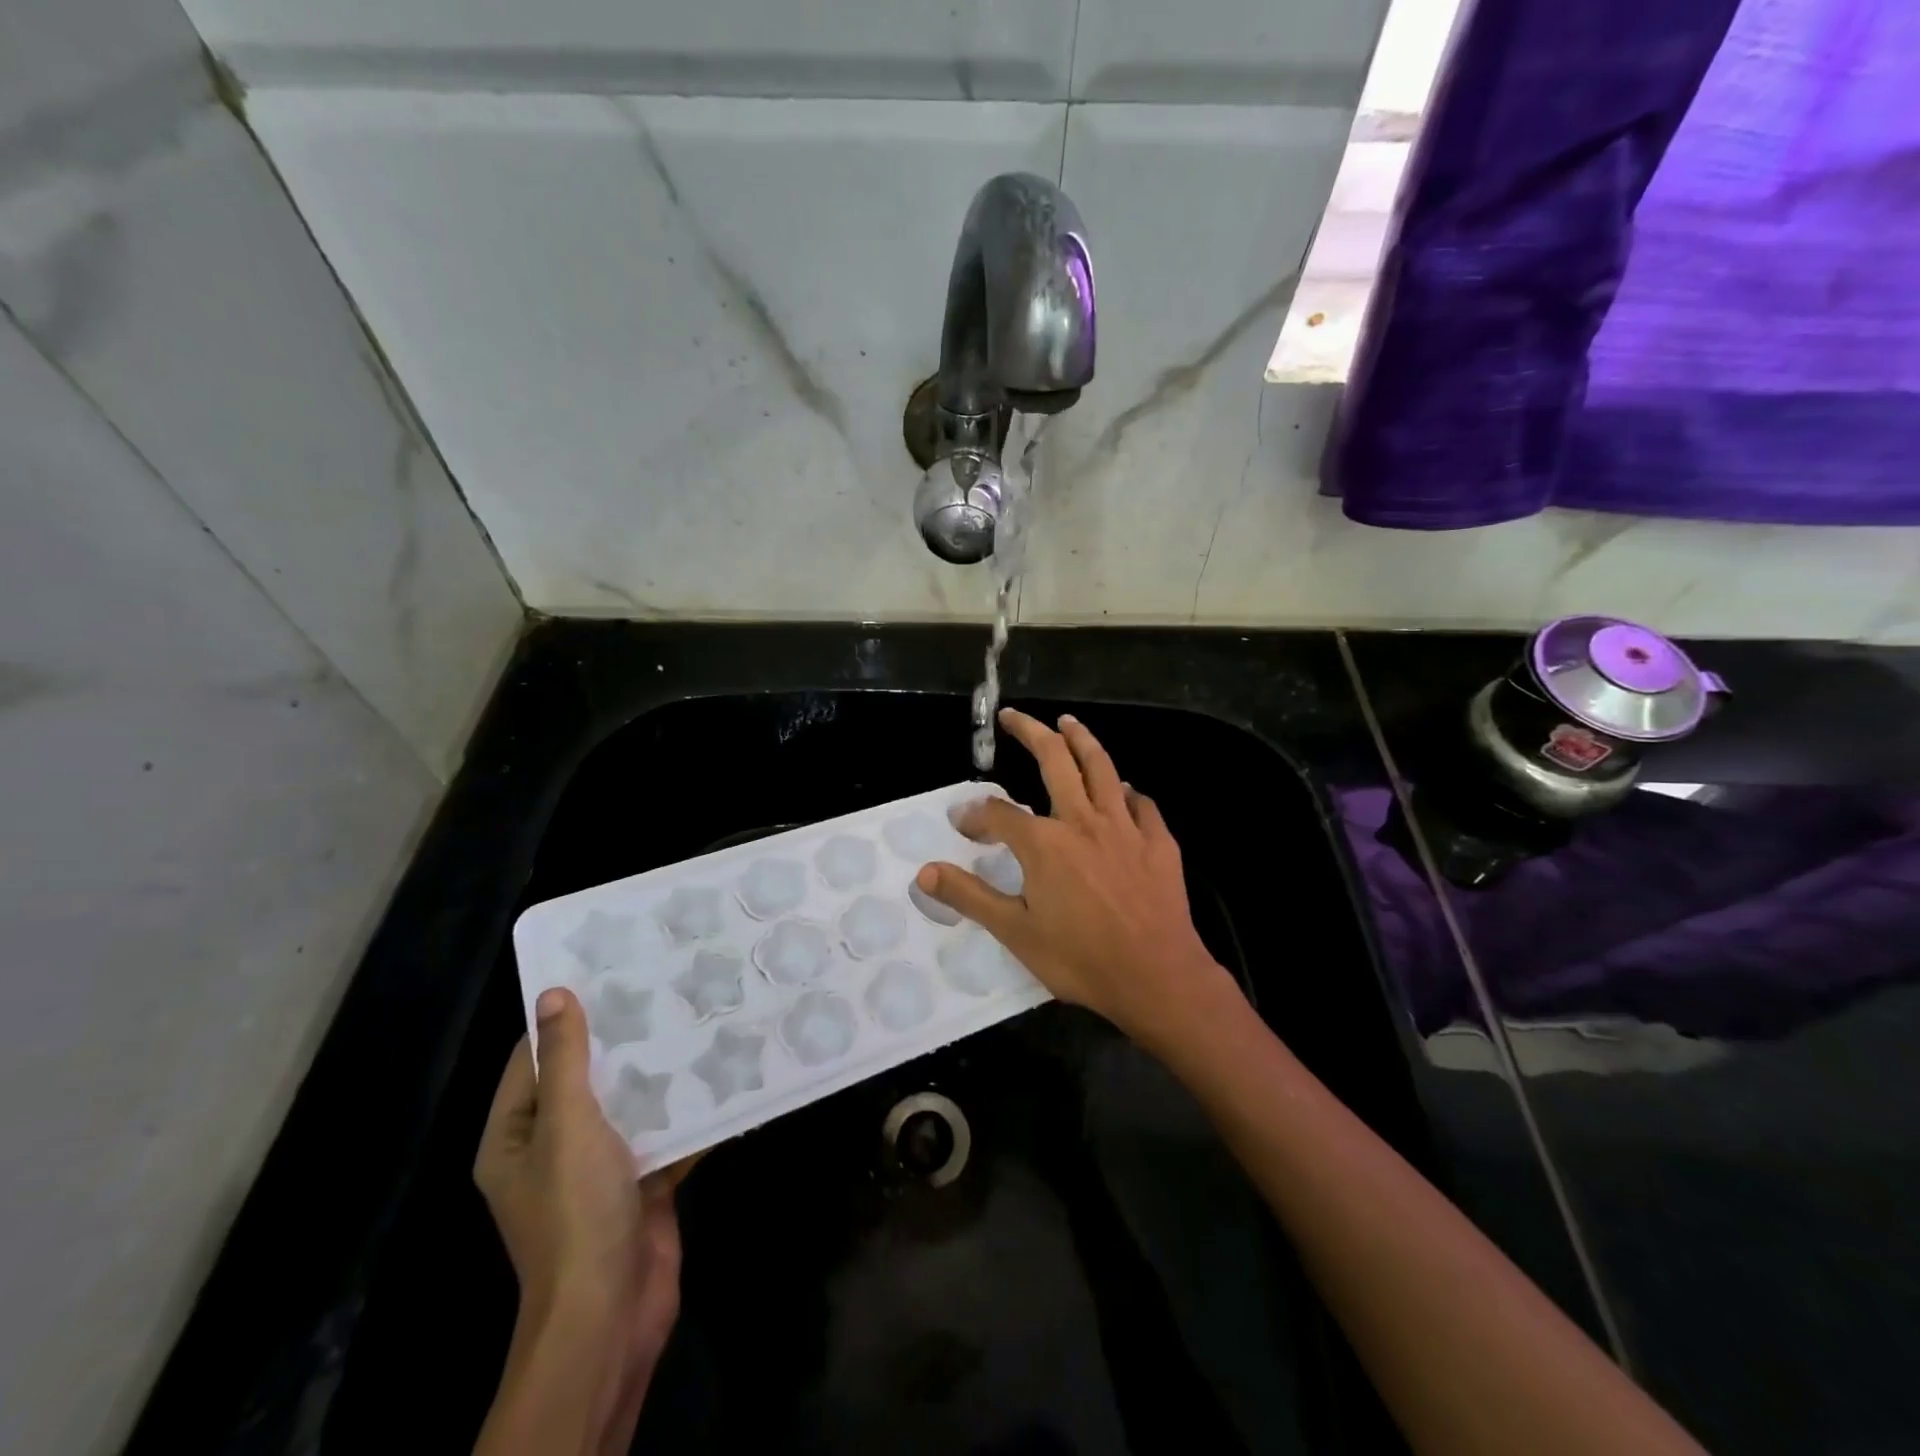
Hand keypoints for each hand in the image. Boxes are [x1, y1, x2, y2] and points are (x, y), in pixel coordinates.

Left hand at [474, 988, 691, 1450]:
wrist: (612, 1309)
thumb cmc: (576, 1210)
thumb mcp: (567, 1124)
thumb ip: (565, 1060)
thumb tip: (553, 994)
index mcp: (516, 1136)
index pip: (532, 1060)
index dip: (564, 1016)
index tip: (606, 971)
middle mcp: (553, 1148)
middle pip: (587, 1079)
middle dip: (623, 1039)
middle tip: (663, 985)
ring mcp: (601, 1167)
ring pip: (631, 1103)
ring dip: (660, 1071)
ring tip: (697, 1017)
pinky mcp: (643, 1181)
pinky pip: (665, 1133)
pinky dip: (689, 1110)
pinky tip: (722, 1073)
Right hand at [917, 708, 1242, 1048]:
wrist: (1157, 978)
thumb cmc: (1080, 958)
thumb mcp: (1015, 932)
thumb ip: (969, 896)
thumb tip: (925, 872)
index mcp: (1044, 843)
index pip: (999, 813)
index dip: (976, 814)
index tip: (963, 823)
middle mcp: (1083, 821)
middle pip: (1054, 761)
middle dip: (1031, 732)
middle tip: (1013, 716)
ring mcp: (1125, 827)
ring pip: (1102, 768)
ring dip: (1082, 739)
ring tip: (1068, 721)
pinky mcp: (1158, 842)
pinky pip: (1141, 803)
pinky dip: (1126, 791)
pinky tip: (1121, 790)